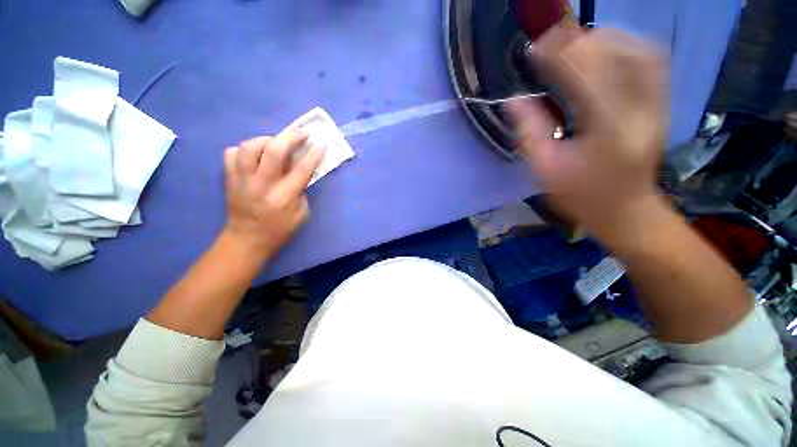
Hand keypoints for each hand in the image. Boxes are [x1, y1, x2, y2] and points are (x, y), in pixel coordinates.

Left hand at [222, 128, 324, 260]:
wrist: (247, 240)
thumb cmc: (280, 230)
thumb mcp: (302, 214)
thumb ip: (302, 190)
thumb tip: (302, 169)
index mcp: (284, 197)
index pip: (301, 169)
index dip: (313, 154)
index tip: (320, 143)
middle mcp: (262, 185)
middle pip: (273, 151)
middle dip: (290, 137)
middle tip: (301, 133)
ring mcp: (242, 180)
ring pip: (249, 147)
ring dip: (266, 140)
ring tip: (276, 143)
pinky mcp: (229, 178)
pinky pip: (232, 153)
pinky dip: (245, 150)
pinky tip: (254, 156)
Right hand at [506, 28, 667, 238]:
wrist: (626, 210)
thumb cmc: (581, 197)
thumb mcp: (546, 170)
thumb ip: (529, 133)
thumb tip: (512, 100)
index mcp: (607, 131)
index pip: (586, 76)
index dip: (559, 56)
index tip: (534, 49)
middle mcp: (640, 110)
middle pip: (617, 56)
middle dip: (580, 41)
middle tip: (550, 41)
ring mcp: (657, 105)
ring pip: (641, 51)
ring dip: (606, 38)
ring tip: (576, 41)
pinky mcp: (661, 104)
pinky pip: (652, 61)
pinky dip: (627, 46)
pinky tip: (606, 49)